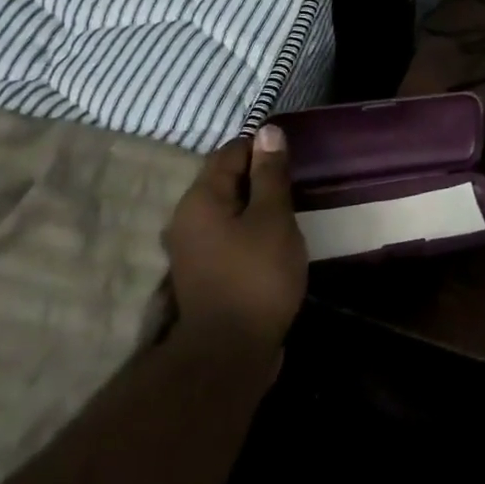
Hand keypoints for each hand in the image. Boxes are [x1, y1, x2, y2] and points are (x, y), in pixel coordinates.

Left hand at [163, 124, 307, 351]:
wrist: (230, 351)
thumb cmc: (257, 276)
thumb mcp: (273, 218)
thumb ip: (270, 174)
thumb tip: (268, 131)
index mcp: (200, 198)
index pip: (230, 152)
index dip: (262, 147)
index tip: (294, 158)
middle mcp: (187, 218)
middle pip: (225, 180)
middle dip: (261, 177)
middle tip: (298, 185)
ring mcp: (193, 248)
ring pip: (228, 209)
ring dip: (257, 206)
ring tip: (291, 212)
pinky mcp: (204, 272)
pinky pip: (228, 235)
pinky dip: (250, 230)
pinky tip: (275, 242)